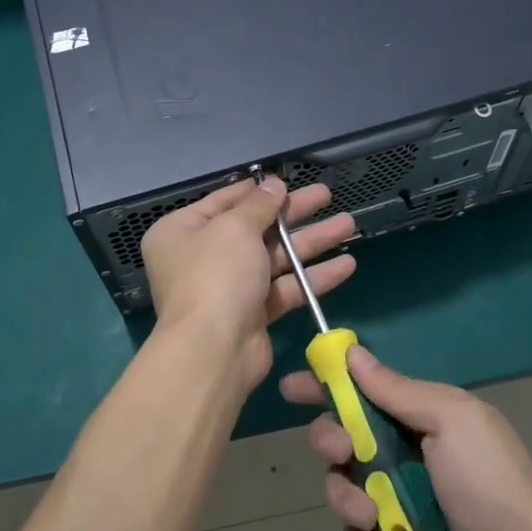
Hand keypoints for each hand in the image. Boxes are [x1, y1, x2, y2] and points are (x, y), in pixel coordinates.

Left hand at [141, 177, 356, 394]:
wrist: (214, 350)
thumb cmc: (216, 274)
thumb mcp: (235, 228)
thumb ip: (258, 205)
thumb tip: (274, 184)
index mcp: (182, 231)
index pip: (222, 201)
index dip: (256, 191)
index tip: (286, 180)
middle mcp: (201, 257)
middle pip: (254, 228)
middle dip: (293, 214)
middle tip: (326, 195)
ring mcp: (227, 287)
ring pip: (274, 258)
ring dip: (310, 242)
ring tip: (349, 224)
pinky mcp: (251, 314)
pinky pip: (284, 288)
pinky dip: (312, 277)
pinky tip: (346, 264)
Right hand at [281, 347, 531, 530]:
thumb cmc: (489, 483)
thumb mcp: (452, 420)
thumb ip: (399, 390)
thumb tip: (353, 353)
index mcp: (420, 418)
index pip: (362, 392)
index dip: (325, 386)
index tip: (293, 388)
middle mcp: (403, 456)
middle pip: (341, 437)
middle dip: (330, 440)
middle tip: (342, 450)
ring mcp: (397, 504)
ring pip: (341, 487)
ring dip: (347, 498)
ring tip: (372, 516)